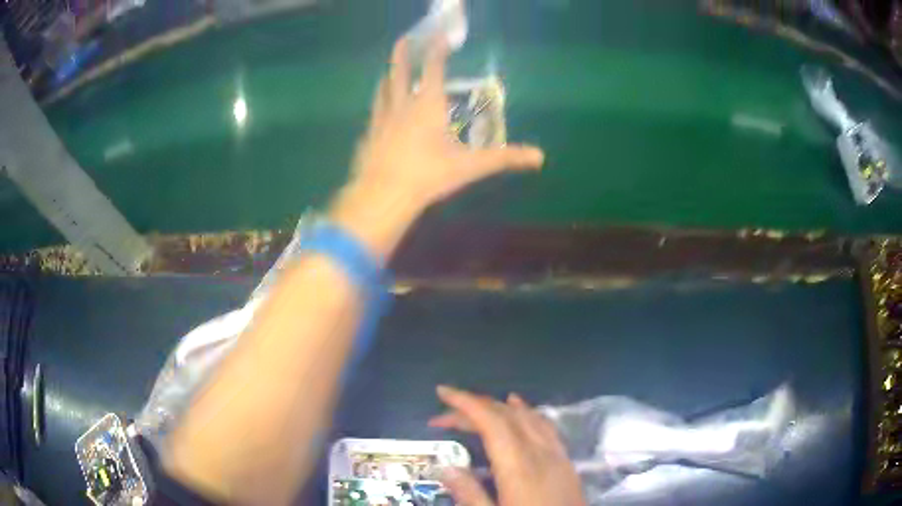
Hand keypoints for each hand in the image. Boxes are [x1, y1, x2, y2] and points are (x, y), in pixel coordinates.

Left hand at [351, 37, 544, 210]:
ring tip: (389, 72)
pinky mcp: (368, 136)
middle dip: (403, 52)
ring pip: (383, 90)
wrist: (384, 195)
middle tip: (404, 38)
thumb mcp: (470, 166)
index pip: (433, 68)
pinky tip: (378, 114)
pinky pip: (373, 115)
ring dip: (388, 77)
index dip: (437, 50)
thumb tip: (539, 157)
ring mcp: (381, 119)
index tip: (441, 36)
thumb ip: (504, 158)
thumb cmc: (429, 175)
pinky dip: (378, 107)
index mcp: (427, 105)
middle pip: (399, 71)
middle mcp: (402, 105)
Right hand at [429, 385, 585, 505]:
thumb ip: (470, 494)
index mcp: (519, 467)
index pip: (492, 422)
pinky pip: (545, 426)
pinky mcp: (566, 461)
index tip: (443, 392)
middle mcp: (540, 452)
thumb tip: (446, 467)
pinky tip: (521, 410)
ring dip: (498, 408)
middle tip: (443, 415)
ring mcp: (557, 455)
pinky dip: (527, 412)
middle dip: (474, 407)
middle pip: (507, 416)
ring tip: (473, 407)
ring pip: (527, 417)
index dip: (466, 403)